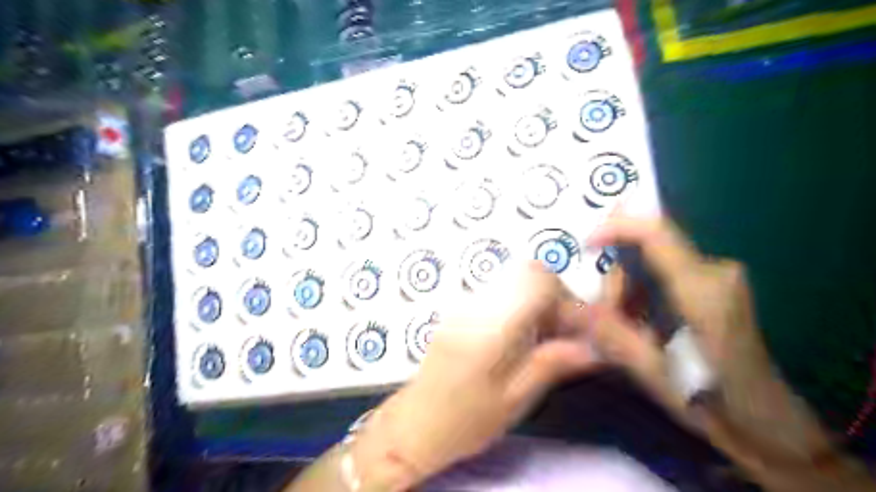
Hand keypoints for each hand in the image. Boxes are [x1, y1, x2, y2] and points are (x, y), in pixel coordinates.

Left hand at [355, 264, 595, 486]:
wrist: (415, 424)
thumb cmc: (464, 422)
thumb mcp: (513, 401)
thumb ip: (550, 365)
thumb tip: (590, 347)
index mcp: (491, 328)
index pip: (538, 280)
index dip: (566, 298)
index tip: (578, 329)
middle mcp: (476, 306)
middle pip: (527, 273)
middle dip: (554, 296)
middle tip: (563, 333)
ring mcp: (464, 305)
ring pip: (514, 280)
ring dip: (537, 301)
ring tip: (545, 338)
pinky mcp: (460, 311)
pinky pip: (499, 293)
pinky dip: (520, 305)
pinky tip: (521, 337)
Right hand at [564, 217, 830, 457]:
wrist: (770, 423)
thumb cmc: (714, 402)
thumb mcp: (654, 374)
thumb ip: (610, 334)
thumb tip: (567, 307)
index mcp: (701, 292)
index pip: (656, 233)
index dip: (616, 227)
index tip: (586, 244)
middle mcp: (716, 273)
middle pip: (650, 247)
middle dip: (617, 269)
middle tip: (597, 302)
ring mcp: (721, 277)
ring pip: (657, 260)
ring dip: (629, 283)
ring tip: (618, 319)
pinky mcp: (719, 286)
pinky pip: (668, 271)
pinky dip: (644, 288)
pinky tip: (638, 319)